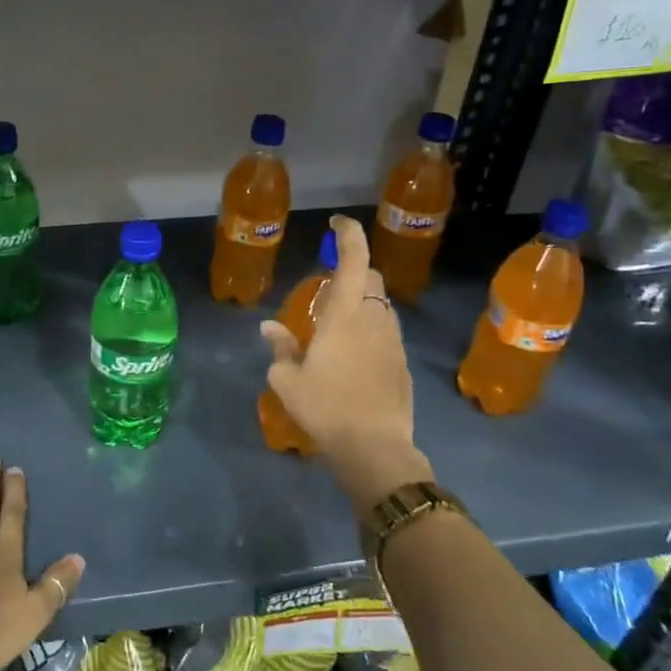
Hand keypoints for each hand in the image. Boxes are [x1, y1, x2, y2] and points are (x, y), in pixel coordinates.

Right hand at [262, 215, 433, 512]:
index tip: (338, 222)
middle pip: (371, 278)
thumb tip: (269, 327)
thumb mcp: (287, 379)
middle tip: (326, 286)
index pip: (354, 259)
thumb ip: (280, 347)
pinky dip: (370, 327)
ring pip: (381, 305)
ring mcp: (393, 341)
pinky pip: (386, 331)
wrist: (375, 448)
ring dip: (362, 301)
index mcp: (345, 314)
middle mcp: (374, 319)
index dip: (349, 234)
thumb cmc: (325, 407)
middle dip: (353, 270)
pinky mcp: (402, 363)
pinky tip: (352, 353)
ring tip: (337, 321)